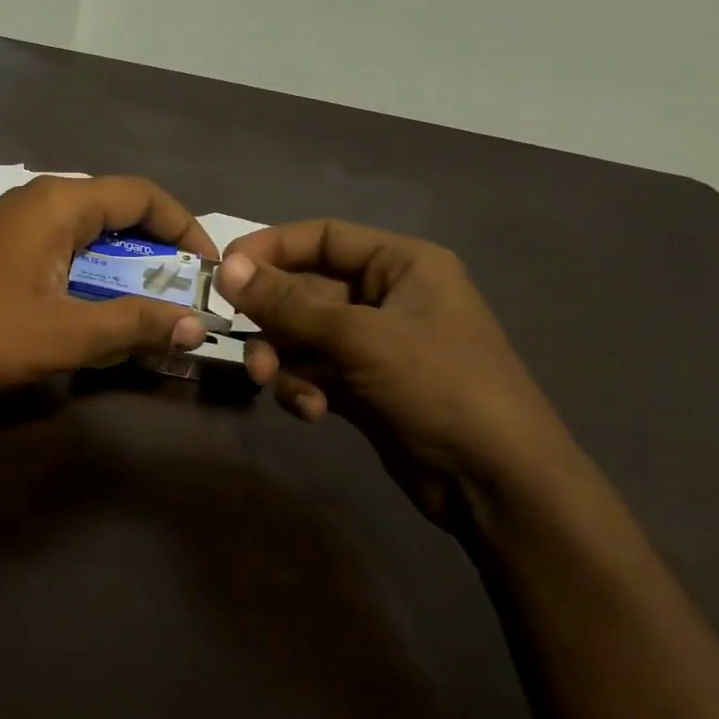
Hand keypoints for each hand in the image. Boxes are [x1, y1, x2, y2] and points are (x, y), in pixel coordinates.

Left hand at [0, 176, 215, 394]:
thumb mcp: (64, 334)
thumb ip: (132, 325)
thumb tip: (195, 324)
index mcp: (60, 203)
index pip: (144, 195)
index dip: (186, 228)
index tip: (209, 271)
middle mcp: (41, 201)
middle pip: (119, 214)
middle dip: (158, 257)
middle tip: (182, 301)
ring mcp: (16, 224)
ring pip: (91, 238)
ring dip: (124, 274)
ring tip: (148, 316)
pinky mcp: (1, 250)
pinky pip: (63, 254)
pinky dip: (91, 280)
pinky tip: (95, 317)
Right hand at [214, 220, 573, 529]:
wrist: (495, 481)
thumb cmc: (439, 387)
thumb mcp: (359, 338)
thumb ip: (288, 303)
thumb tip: (227, 268)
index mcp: (401, 265)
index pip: (323, 238)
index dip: (271, 248)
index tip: (223, 271)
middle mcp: (386, 297)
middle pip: (305, 290)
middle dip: (272, 319)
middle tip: (240, 340)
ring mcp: (374, 345)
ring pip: (302, 336)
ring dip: (281, 357)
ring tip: (272, 381)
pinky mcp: (362, 387)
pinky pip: (313, 372)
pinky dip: (302, 388)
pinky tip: (312, 411)